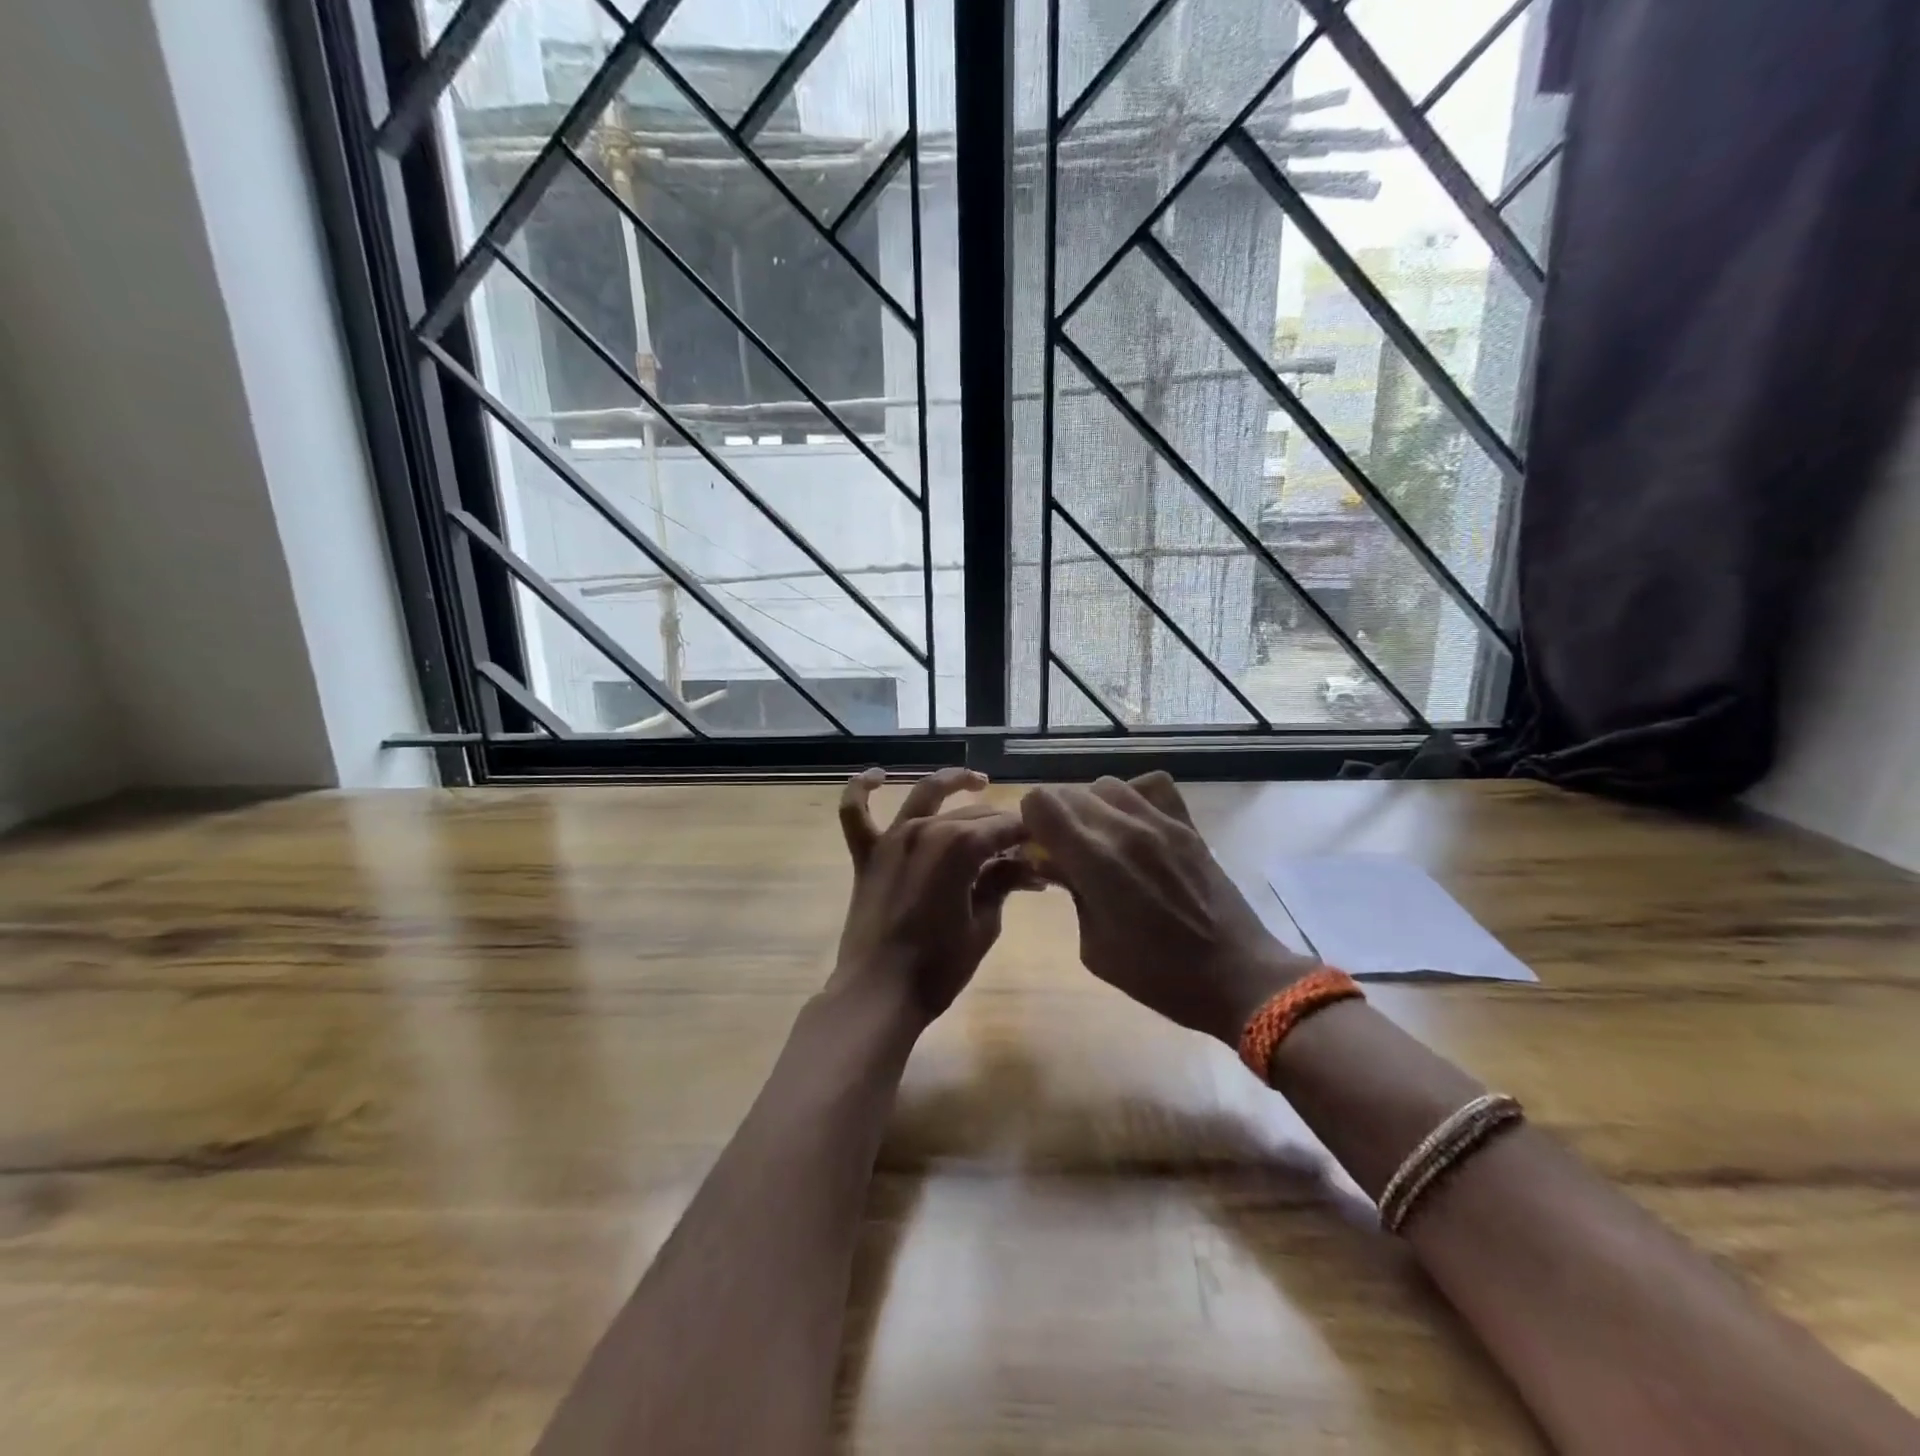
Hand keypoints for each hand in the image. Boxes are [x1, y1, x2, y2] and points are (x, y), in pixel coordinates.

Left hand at [830, 767, 1036, 1026]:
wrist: (880, 994)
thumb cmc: (939, 966)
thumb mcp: (984, 925)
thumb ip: (1003, 884)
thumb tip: (1028, 865)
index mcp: (961, 846)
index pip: (1004, 828)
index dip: (1027, 836)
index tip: (1044, 847)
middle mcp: (927, 830)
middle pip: (973, 814)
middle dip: (1001, 826)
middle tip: (1020, 847)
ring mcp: (893, 839)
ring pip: (924, 795)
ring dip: (952, 782)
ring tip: (977, 780)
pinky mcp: (866, 854)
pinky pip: (855, 813)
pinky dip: (862, 789)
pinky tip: (876, 776)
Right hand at [1021, 772, 1315, 1044]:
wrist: (1235, 975)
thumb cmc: (1157, 974)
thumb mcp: (1094, 946)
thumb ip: (1071, 893)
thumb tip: (1054, 861)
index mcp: (1094, 860)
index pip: (1041, 802)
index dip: (1031, 822)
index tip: (1039, 849)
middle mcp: (1124, 828)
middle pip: (1069, 792)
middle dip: (1057, 818)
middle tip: (1066, 853)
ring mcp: (1160, 821)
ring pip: (1107, 785)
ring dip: (1093, 807)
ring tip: (1102, 840)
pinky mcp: (1188, 824)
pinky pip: (1152, 786)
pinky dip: (1135, 797)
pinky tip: (1137, 827)